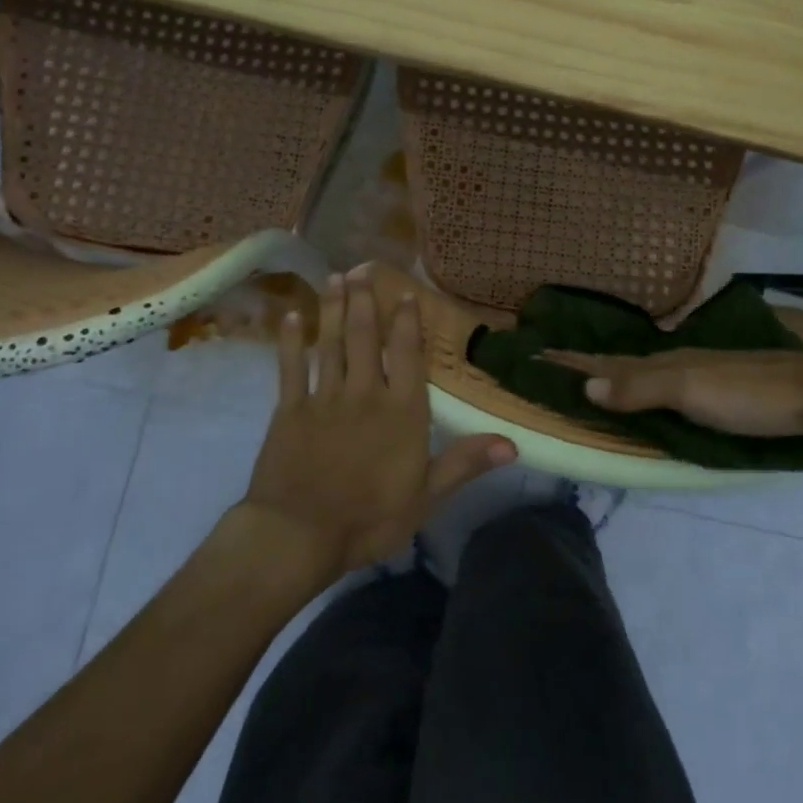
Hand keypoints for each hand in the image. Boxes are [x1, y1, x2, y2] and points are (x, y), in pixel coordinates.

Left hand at [239, 269, 515, 578]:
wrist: (300, 535)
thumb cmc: (370, 519)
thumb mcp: (426, 496)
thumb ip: (465, 463)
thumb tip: (513, 443)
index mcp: (402, 412)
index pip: (408, 356)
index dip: (407, 322)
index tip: (405, 294)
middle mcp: (365, 394)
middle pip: (366, 338)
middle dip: (366, 301)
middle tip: (363, 267)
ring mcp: (324, 398)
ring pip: (330, 344)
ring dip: (334, 309)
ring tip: (336, 278)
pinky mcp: (289, 410)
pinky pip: (290, 368)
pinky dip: (291, 341)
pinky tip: (292, 316)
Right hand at [543, 347, 802, 442]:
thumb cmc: (749, 395)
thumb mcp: (691, 392)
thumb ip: (640, 389)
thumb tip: (583, 388)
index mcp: (661, 364)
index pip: (603, 363)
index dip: (569, 362)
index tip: (532, 356)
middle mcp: (673, 364)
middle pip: (617, 365)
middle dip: (581, 366)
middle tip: (548, 366)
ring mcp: (695, 375)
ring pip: (641, 374)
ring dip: (609, 376)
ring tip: (584, 379)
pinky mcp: (715, 391)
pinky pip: (661, 386)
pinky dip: (639, 388)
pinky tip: (643, 394)